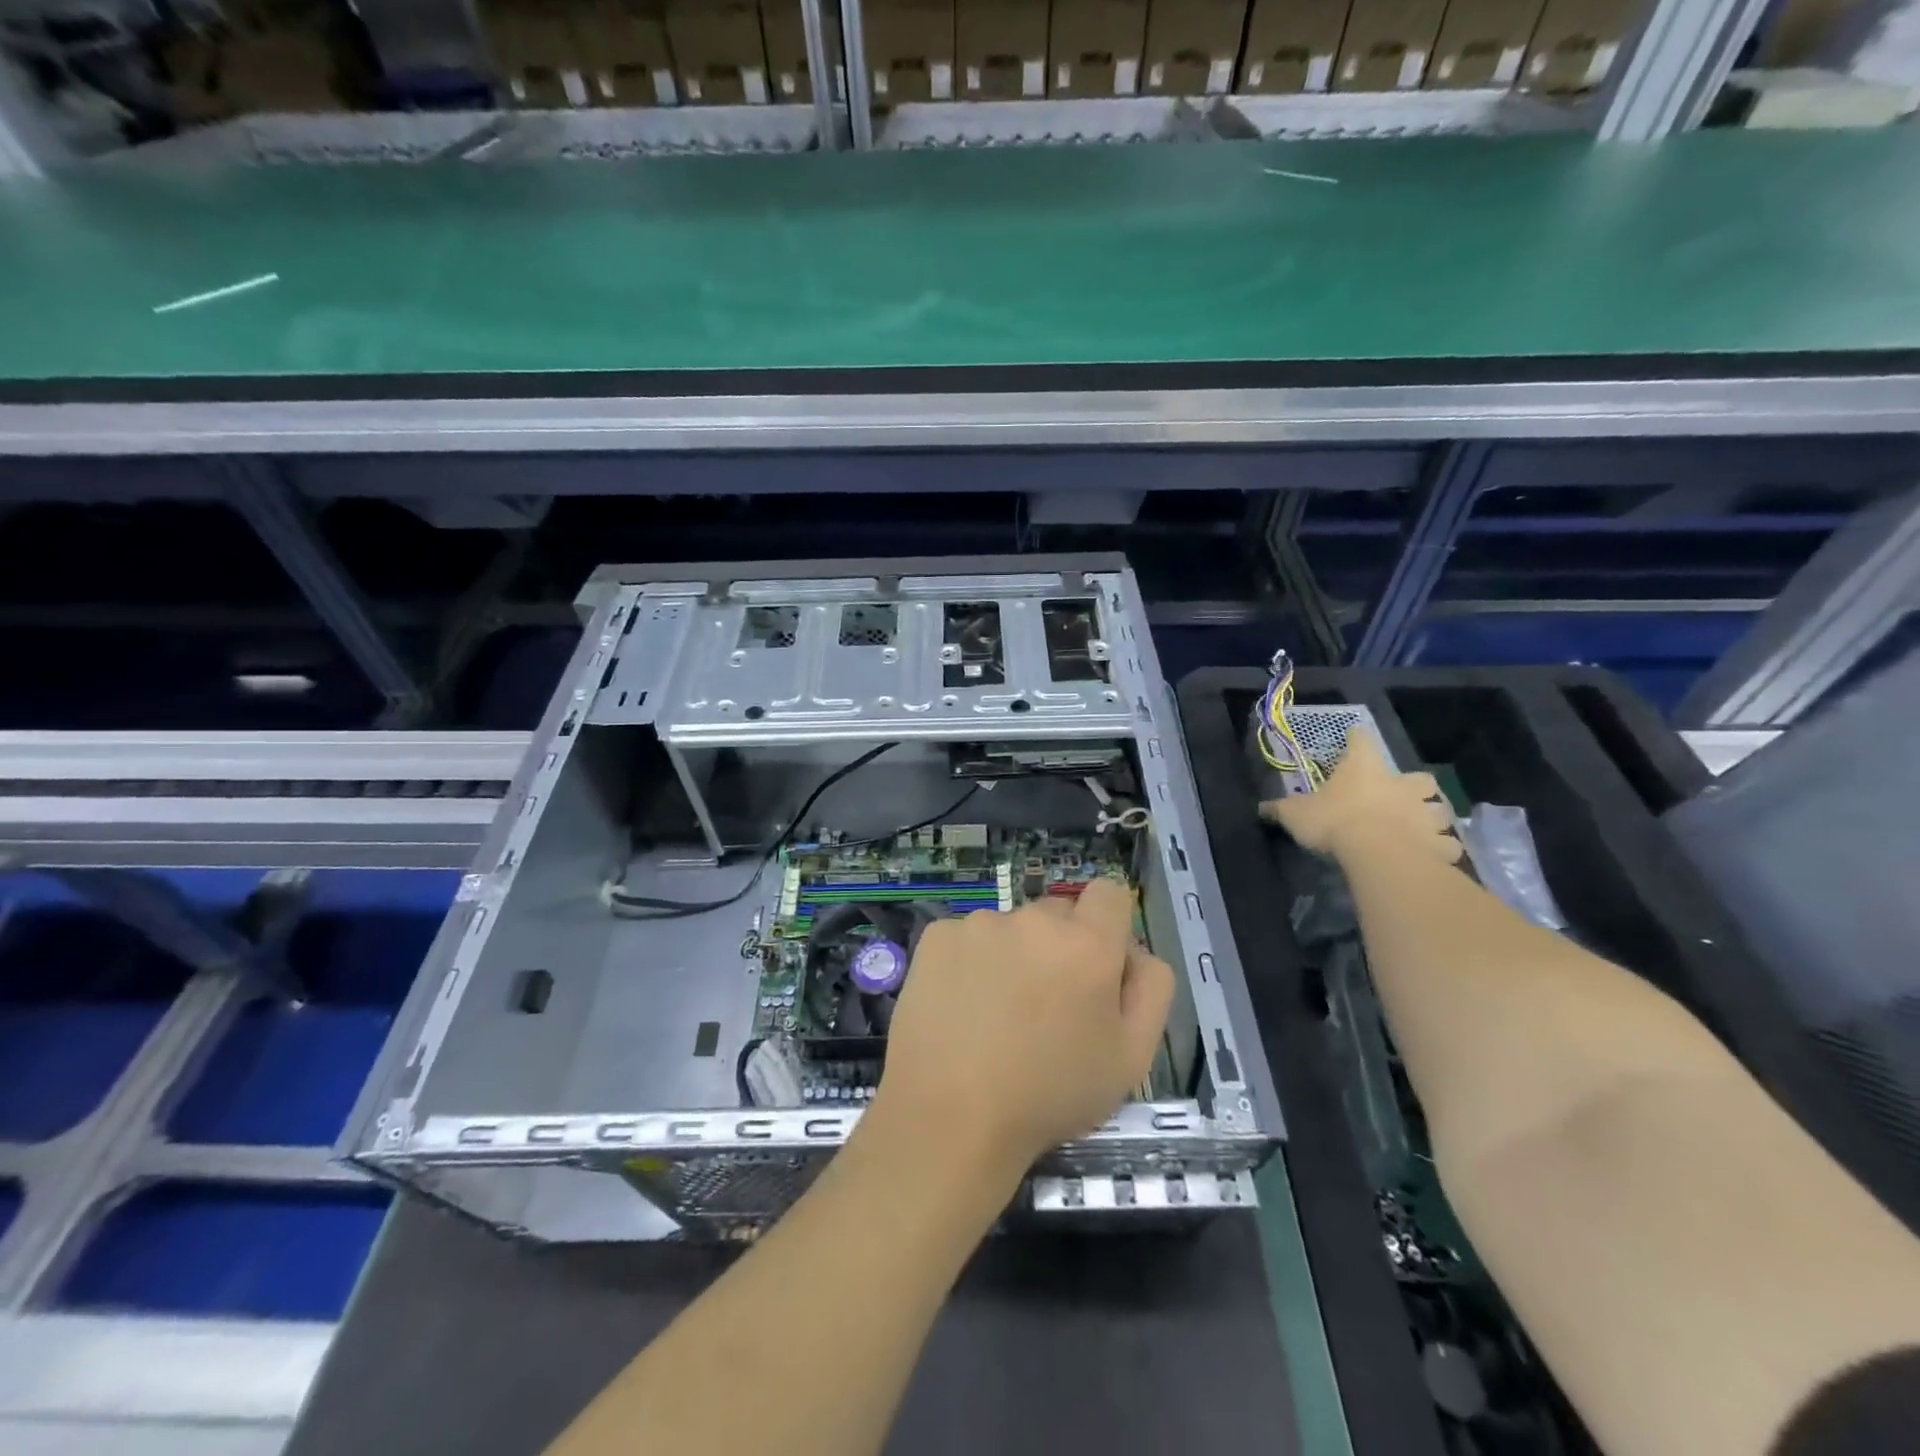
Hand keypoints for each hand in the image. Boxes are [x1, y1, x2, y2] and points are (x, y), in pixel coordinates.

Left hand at [870, 879, 1175, 1177]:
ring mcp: (979, 924)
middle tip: (1045, 1006)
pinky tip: (960, 1007)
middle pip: (1057, 915)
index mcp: (1087, 944)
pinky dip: (968, 964)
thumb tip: (1134, 951)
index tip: (1095, 967)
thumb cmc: (1049, 1095)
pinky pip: (966, 939)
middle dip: (1059, 948)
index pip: (1108, 894)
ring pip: (1009, 929)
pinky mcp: (937, 937)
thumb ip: (1150, 988)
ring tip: (995, 1015)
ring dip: (1012, 956)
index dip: (1107, 926)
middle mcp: (1033, 919)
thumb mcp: (1132, 1058)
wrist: (950, 1118)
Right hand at [1260, 731, 1461, 865]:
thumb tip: (1260, 807)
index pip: (1361, 741)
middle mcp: (1401, 784)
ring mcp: (1425, 813)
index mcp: (1365, 768)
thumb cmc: (1335, 822)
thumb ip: (1280, 809)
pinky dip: (1441, 849)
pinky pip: (1446, 845)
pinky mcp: (1439, 843)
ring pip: (1440, 810)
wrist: (1379, 854)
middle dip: (1413, 786)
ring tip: (1420, 828)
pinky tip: (1431, 856)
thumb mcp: (1296, 814)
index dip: (1356, 740)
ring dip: (1432, 817)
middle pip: (1419, 777)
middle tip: (1400, 797)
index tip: (1353, 739)